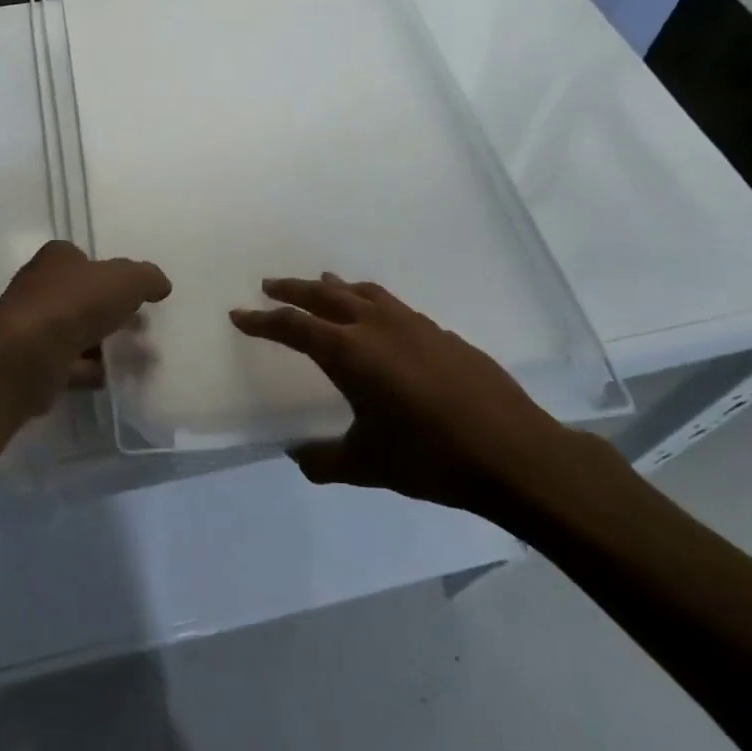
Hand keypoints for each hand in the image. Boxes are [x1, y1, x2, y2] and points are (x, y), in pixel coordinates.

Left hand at [0, 241, 171, 401]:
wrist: (27, 357)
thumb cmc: (75, 305)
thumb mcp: (125, 280)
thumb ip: (147, 278)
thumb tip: (161, 284)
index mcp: (57, 259)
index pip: (84, 259)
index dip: (109, 273)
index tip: (134, 293)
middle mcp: (40, 288)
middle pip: (83, 297)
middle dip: (113, 312)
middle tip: (143, 327)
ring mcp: (34, 327)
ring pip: (78, 333)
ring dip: (106, 344)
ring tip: (139, 358)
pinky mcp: (34, 363)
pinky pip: (71, 364)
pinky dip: (93, 370)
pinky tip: (115, 377)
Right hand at [230, 274, 591, 525]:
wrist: (512, 453)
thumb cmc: (429, 457)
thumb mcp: (366, 465)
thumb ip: (324, 461)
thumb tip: (298, 456)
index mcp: (350, 353)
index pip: (294, 327)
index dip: (262, 320)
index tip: (239, 314)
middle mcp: (377, 327)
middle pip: (324, 296)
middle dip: (293, 289)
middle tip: (269, 285)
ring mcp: (413, 324)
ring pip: (364, 292)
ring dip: (335, 288)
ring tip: (321, 285)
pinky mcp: (441, 333)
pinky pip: (393, 306)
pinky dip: (371, 302)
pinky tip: (378, 320)